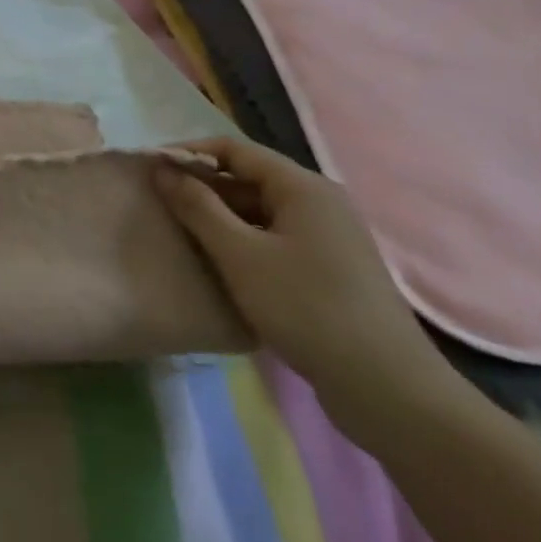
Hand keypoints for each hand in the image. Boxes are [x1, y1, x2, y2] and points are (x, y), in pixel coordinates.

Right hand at [155, 137, 457, 437]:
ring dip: (221, 218)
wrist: (389, 391)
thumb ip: (197, 207)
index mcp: (303, 187)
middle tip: (161, 204)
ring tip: (183, 234)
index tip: (151, 168)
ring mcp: (331, 238)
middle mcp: (321, 203)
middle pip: (249, 179)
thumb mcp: (239, 254)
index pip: (234, 150)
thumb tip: (162, 169)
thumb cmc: (307, 309)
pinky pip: (276, 239)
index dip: (189, 153)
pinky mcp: (332, 270)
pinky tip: (222, 265)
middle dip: (203, 187)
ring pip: (261, 212)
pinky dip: (244, 242)